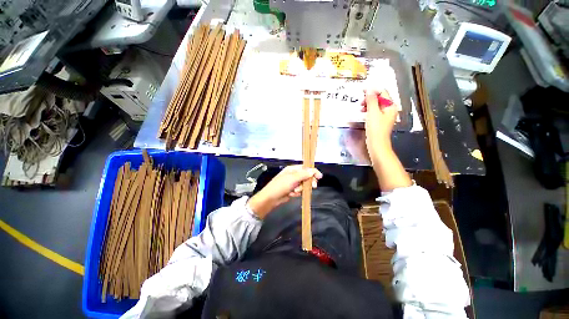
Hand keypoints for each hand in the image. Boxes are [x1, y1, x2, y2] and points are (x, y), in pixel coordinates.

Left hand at [248, 165, 322, 218]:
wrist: (270, 198)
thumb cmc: (280, 186)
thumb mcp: (292, 179)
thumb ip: (303, 174)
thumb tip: (313, 171)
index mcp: (292, 169)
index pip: (306, 168)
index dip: (313, 172)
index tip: (319, 177)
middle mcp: (293, 175)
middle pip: (306, 177)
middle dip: (307, 182)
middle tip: (312, 187)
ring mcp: (293, 183)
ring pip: (303, 185)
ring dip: (301, 189)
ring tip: (294, 191)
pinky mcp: (292, 190)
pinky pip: (299, 191)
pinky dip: (297, 193)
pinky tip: (292, 194)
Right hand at [362, 89, 397, 159]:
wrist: (377, 144)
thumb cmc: (376, 128)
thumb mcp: (373, 112)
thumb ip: (371, 100)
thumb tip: (369, 89)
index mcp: (391, 106)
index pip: (383, 93)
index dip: (372, 90)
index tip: (362, 90)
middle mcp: (390, 110)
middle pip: (380, 99)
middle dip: (370, 98)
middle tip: (360, 101)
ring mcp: (385, 116)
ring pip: (376, 105)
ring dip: (368, 104)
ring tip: (360, 107)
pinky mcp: (380, 121)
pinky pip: (375, 112)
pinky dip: (369, 111)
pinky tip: (363, 113)